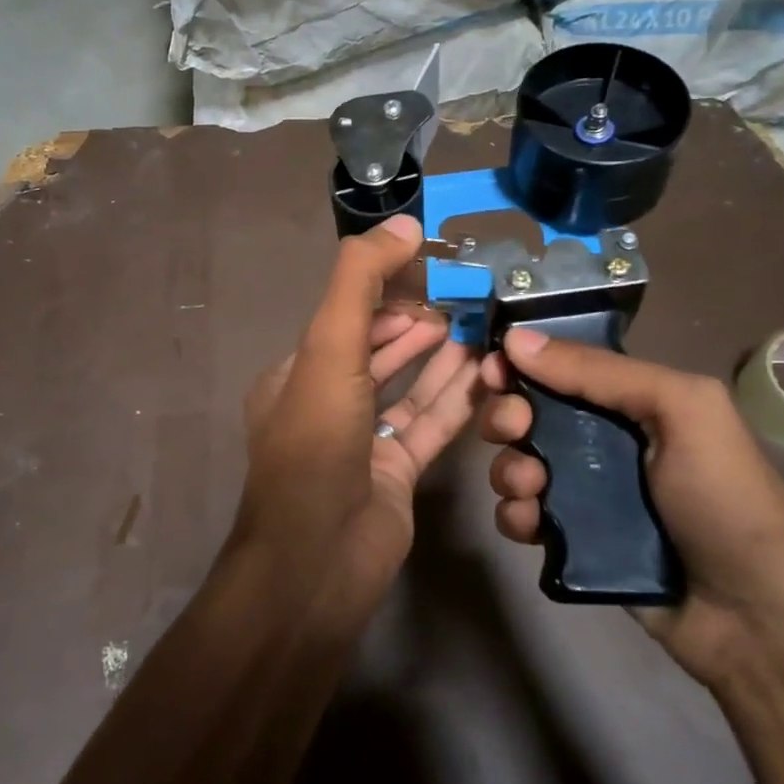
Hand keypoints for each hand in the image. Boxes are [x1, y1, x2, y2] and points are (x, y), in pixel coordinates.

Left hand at [239, 215, 481, 598]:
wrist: (319, 560)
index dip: (386, 294)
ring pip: (408, 388)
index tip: (430, 271)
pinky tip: (486, 373)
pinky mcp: (396, 475)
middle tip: (465, 299)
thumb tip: (403, 223)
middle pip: (378, 352)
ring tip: (481, 327)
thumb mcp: (328, 350)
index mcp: (297, 376)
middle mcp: (327, 406)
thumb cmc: (317, 444)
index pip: (345, 320)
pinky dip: (455, 399)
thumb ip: (360, 282)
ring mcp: (363, 443)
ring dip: (441, 358)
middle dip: (418, 324)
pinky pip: (429, 425)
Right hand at [480, 329, 783, 688]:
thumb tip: (516, 338)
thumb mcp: (682, 411)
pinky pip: (524, 517)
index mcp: (635, 403)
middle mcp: (606, 443)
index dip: (523, 364)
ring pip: (520, 465)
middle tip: (512, 429)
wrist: (756, 620)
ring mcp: (588, 495)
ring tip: (530, 488)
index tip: (492, 369)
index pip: (564, 369)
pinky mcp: (574, 542)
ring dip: (509, 469)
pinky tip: (530, 524)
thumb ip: (600, 372)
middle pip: (533, 415)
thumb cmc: (726, 499)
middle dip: (508, 416)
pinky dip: (516, 515)